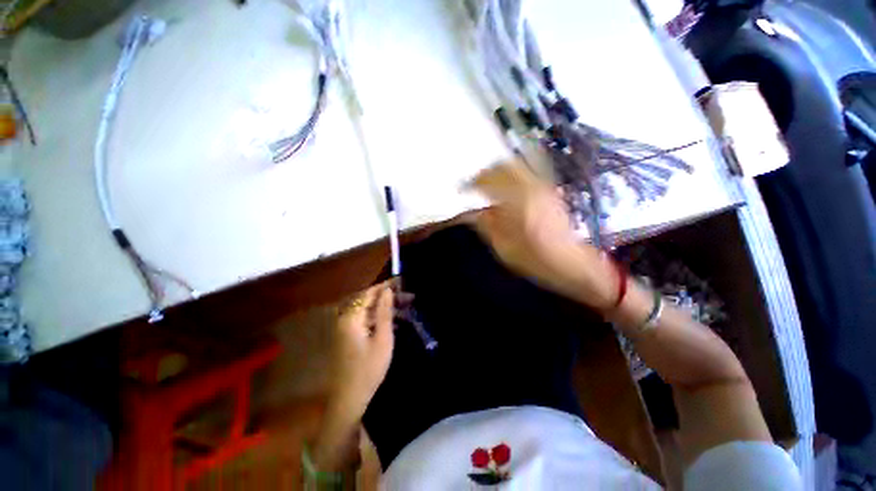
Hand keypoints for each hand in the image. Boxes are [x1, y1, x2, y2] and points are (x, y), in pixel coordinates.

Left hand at [326, 283, 394, 423]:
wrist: (350, 398)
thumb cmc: (368, 368)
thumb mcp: (382, 338)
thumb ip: (384, 312)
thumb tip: (387, 290)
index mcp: (351, 318)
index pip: (369, 293)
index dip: (385, 285)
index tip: (401, 280)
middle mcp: (346, 319)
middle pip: (369, 300)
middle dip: (388, 296)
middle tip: (408, 295)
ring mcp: (347, 328)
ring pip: (369, 310)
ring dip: (386, 307)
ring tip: (406, 305)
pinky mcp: (350, 337)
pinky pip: (367, 320)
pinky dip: (380, 317)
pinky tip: (395, 319)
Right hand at [470, 161, 618, 309]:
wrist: (573, 262)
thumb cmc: (536, 259)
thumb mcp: (504, 248)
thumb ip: (487, 226)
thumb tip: (472, 211)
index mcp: (517, 204)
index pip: (489, 182)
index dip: (472, 183)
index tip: (462, 189)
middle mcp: (532, 188)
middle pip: (504, 167)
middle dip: (486, 172)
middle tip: (474, 183)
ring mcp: (543, 187)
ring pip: (517, 166)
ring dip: (499, 170)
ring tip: (488, 182)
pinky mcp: (550, 190)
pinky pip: (526, 173)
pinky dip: (512, 174)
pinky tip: (506, 185)